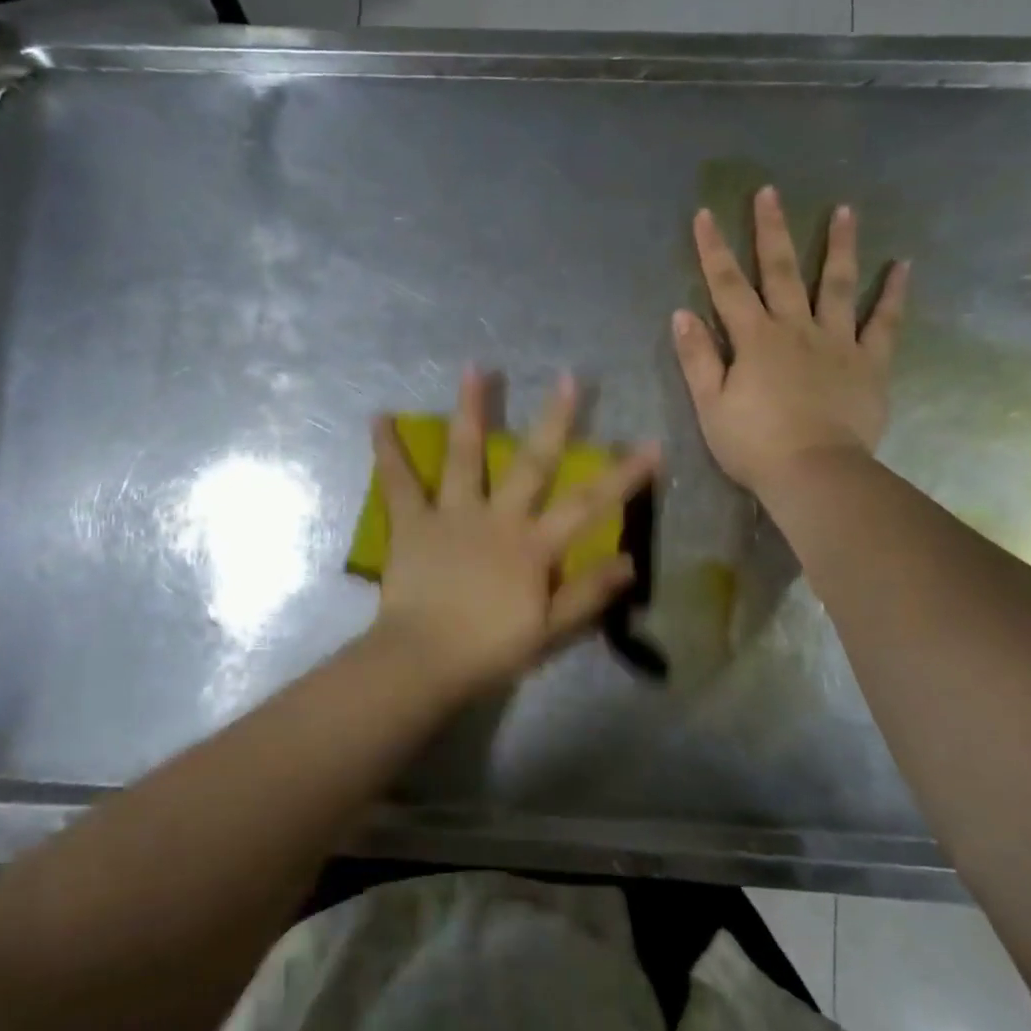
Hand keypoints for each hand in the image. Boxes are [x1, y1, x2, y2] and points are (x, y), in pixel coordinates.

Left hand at [369, 367, 659, 698]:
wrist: (423, 661)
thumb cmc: (489, 651)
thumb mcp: (550, 631)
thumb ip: (588, 594)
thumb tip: (631, 562)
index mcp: (533, 546)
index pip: (589, 505)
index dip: (623, 475)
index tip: (652, 444)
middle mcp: (497, 518)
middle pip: (531, 463)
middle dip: (554, 421)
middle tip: (568, 378)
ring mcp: (453, 515)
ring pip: (465, 456)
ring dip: (471, 411)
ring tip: (473, 369)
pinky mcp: (413, 522)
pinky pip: (399, 482)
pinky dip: (388, 451)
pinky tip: (378, 417)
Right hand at [671, 186, 908, 498]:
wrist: (814, 473)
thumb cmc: (753, 445)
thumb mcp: (710, 405)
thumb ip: (697, 358)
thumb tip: (682, 314)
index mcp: (754, 339)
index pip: (727, 286)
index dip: (713, 250)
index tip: (704, 214)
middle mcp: (795, 329)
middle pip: (781, 271)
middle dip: (771, 230)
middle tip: (770, 192)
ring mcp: (837, 342)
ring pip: (836, 284)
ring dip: (838, 246)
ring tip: (845, 210)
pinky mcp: (870, 363)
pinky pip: (884, 322)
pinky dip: (892, 293)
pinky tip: (902, 266)